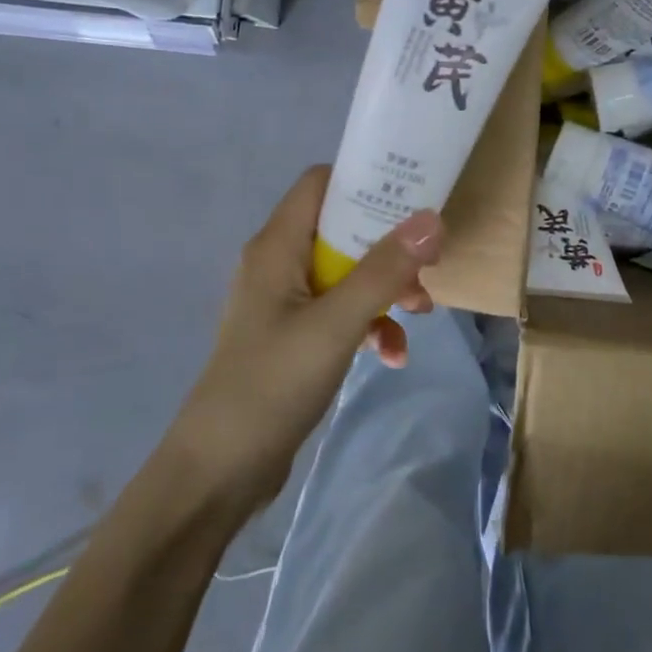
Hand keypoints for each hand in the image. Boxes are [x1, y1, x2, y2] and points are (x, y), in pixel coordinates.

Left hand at [169, 166, 441, 511]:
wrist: (219, 471)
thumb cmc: (271, 385)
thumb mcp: (335, 324)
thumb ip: (384, 271)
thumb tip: (432, 219)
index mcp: (278, 247)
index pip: (322, 183)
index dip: (367, 180)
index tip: (414, 195)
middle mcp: (280, 265)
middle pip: (344, 229)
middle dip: (390, 247)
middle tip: (429, 264)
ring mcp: (286, 304)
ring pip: (349, 274)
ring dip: (386, 289)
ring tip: (420, 314)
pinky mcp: (295, 338)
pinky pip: (342, 314)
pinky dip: (370, 326)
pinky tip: (391, 356)